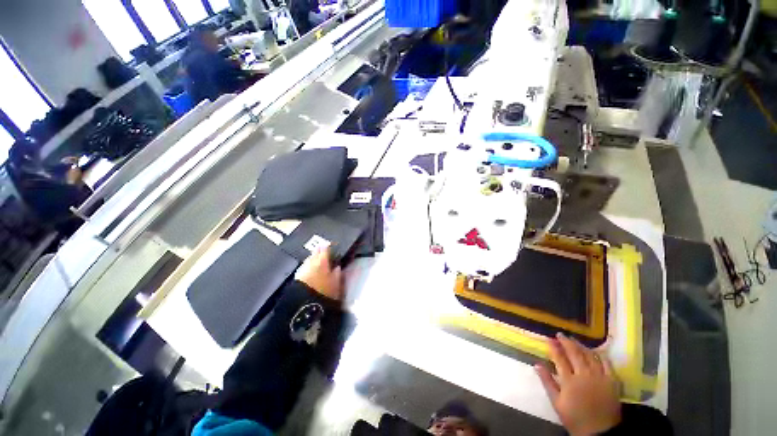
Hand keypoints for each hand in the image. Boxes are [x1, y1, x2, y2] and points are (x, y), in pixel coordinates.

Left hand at [295, 248, 343, 301]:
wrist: (304, 305)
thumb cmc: (324, 292)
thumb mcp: (336, 283)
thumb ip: (337, 273)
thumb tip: (337, 266)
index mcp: (322, 261)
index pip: (325, 249)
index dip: (329, 246)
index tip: (332, 245)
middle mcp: (311, 262)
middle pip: (315, 252)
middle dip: (319, 250)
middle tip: (324, 250)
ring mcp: (302, 269)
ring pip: (308, 259)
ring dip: (313, 257)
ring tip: (317, 259)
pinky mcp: (297, 277)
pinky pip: (304, 266)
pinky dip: (308, 265)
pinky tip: (310, 269)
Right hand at [535, 333, 621, 435]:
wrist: (600, 432)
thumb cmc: (575, 417)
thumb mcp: (556, 402)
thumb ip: (547, 381)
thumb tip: (537, 364)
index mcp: (569, 381)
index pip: (559, 358)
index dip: (554, 347)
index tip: (549, 339)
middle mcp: (584, 375)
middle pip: (575, 353)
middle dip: (566, 342)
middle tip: (560, 335)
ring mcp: (600, 377)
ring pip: (590, 356)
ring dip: (581, 346)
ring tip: (574, 340)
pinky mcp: (612, 381)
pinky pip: (607, 363)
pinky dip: (599, 355)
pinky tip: (594, 352)